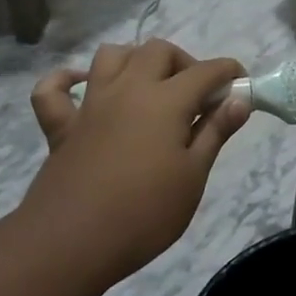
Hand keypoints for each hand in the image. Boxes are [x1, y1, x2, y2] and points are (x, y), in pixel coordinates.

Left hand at [25, 41, 248, 291]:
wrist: (72, 244)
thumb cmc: (145, 213)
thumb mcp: (193, 176)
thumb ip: (215, 132)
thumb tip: (240, 99)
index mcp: (165, 101)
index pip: (205, 71)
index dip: (229, 72)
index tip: (242, 86)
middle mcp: (127, 89)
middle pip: (158, 51)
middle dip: (184, 62)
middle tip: (196, 96)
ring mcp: (90, 105)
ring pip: (110, 56)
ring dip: (134, 60)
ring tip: (149, 87)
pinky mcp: (61, 127)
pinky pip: (53, 89)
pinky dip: (66, 80)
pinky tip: (82, 87)